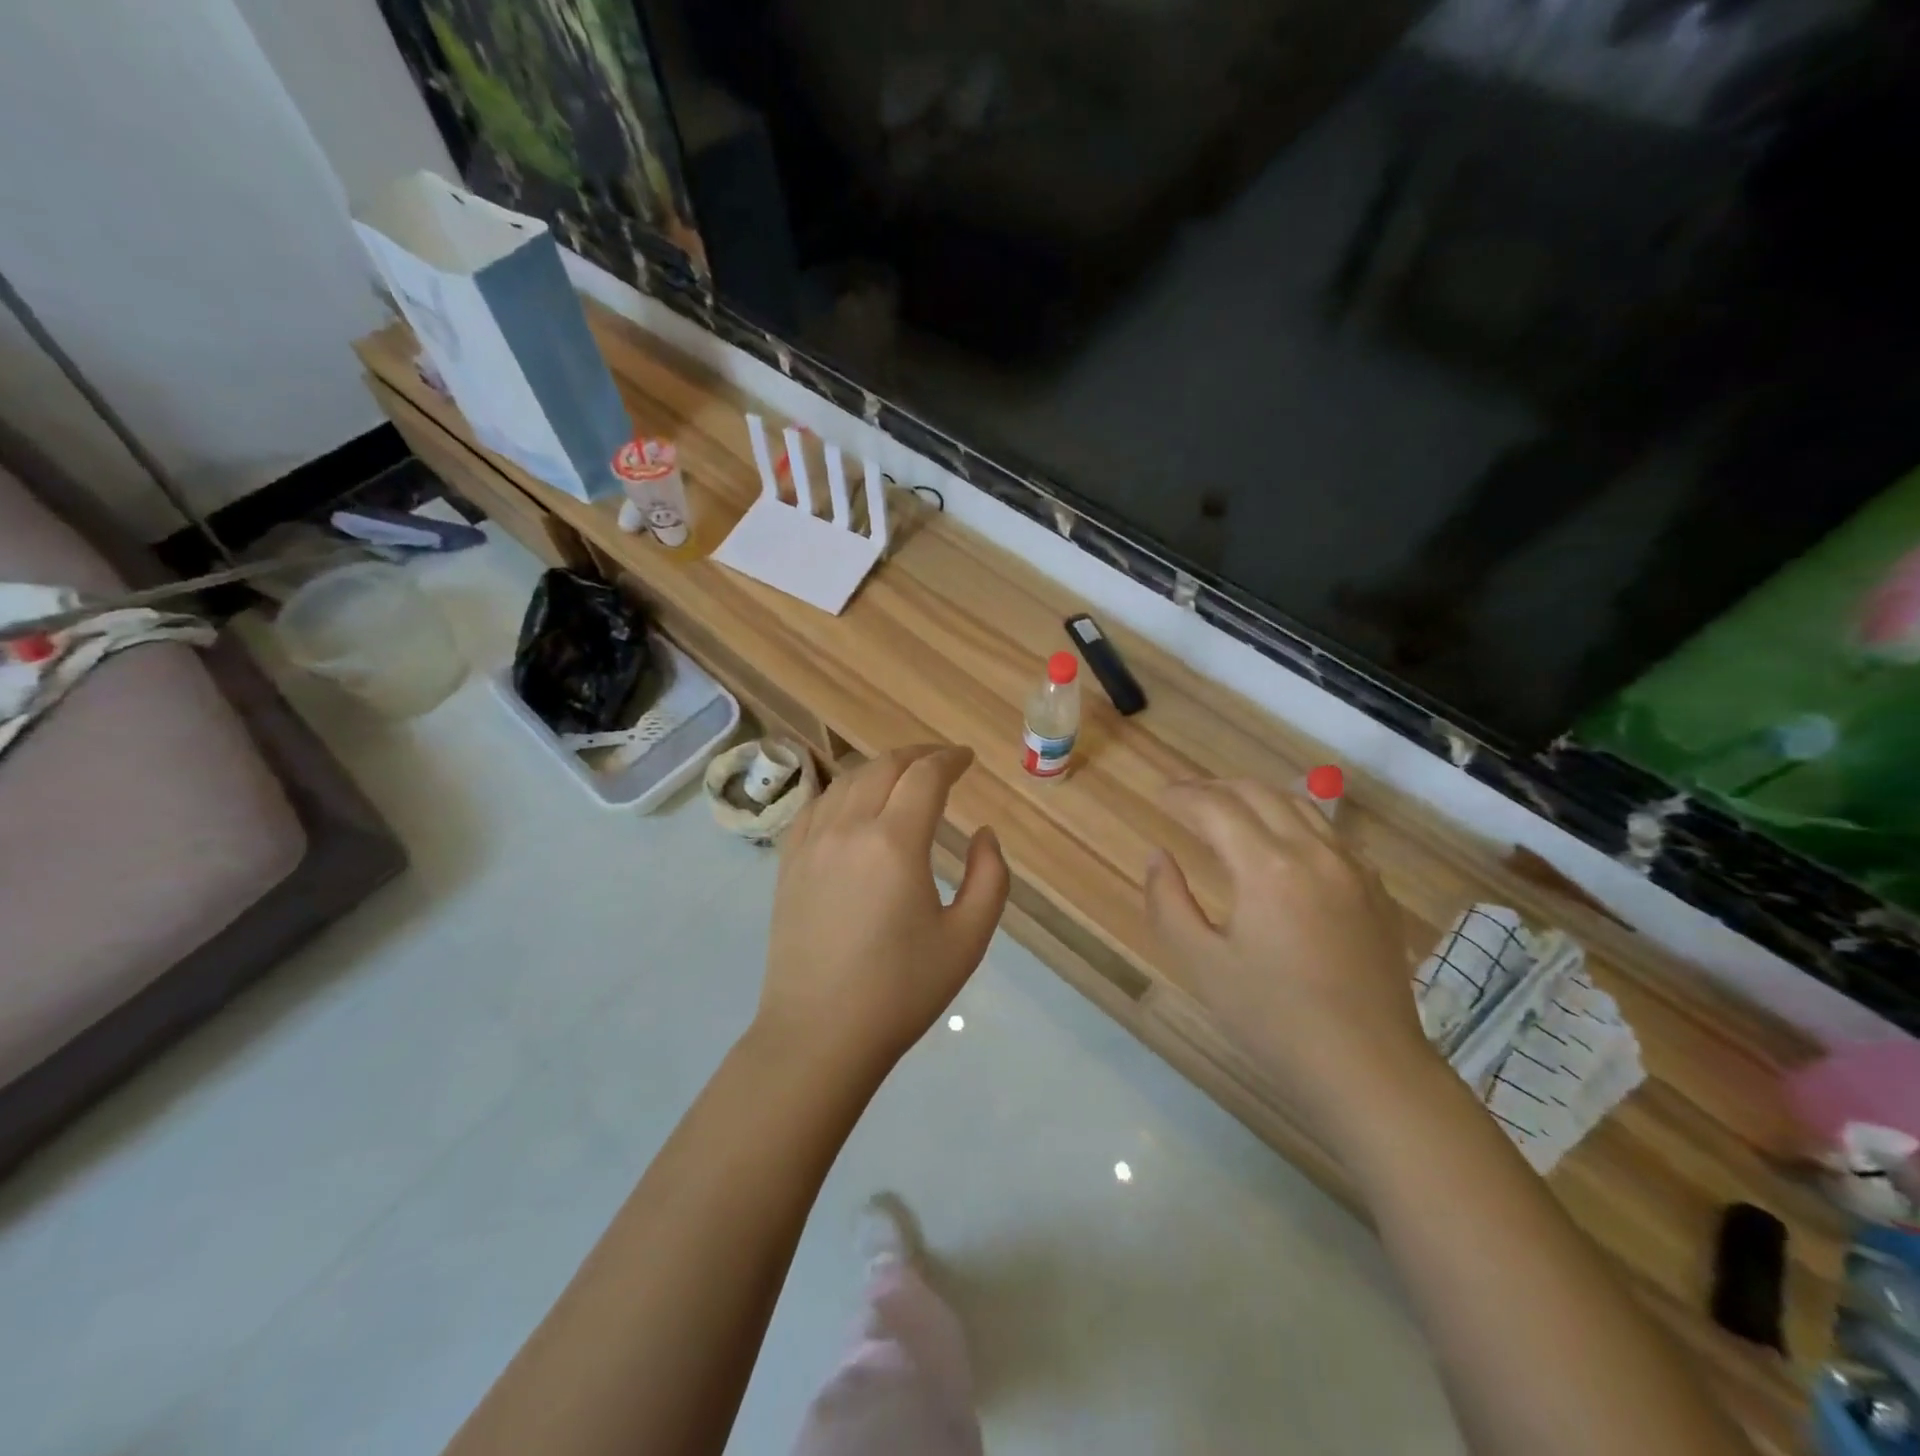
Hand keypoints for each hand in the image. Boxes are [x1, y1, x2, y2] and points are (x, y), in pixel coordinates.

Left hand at [756, 745, 1009, 1083]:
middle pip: (884, 766)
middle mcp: (849, 828)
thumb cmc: (902, 989)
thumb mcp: (968, 938)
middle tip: (942, 762)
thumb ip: (990, 877)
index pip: (925, 776)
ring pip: (848, 780)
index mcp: (895, 842)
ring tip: (904, 777)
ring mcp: (811, 843)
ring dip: (881, 768)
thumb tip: (984, 834)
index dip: (950, 759)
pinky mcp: (788, 862)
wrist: (820, 1033)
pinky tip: (855, 803)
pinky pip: (817, 805)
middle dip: (918, 755)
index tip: (967, 759)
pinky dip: (844, 791)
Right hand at [1145, 778, 1437, 1138]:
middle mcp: (1313, 852)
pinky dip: (1295, 822)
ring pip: (1301, 806)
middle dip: (1216, 787)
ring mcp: (1353, 868)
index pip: (1216, 807)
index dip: (1183, 796)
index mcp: (1266, 867)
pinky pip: (1330, 834)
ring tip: (1228, 809)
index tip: (1160, 795)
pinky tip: (1283, 845)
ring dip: (1257, 797)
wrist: (1368, 1066)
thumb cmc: (1273, 1018)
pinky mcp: (1375, 890)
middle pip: (1259, 793)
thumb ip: (1168, 902)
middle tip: (1186, 797)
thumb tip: (1159, 857)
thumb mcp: (1201, 963)